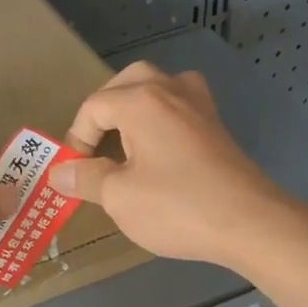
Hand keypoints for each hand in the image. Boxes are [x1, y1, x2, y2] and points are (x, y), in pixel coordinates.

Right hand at [45, 62, 302, 273]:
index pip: (94, 107)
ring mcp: (200, 106)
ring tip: (124, 144)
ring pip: (158, 89)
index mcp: (141, 100)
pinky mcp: (217, 127)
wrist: (248, 222)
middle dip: (105, 111)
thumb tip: (59, 173)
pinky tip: (159, 152)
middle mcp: (171, 90)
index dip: (76, 139)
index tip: (74, 173)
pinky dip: (161, 122)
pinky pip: (179, 109)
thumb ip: (86, 179)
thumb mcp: (119, 197)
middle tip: (94, 146)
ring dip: (135, 110)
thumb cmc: (176, 207)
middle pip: (128, 83)